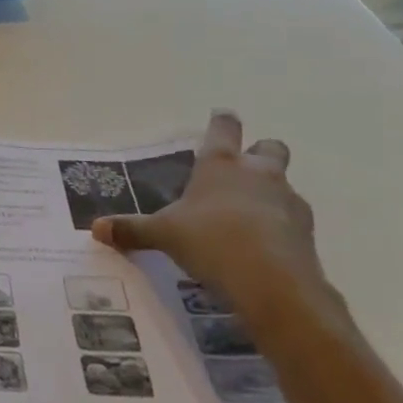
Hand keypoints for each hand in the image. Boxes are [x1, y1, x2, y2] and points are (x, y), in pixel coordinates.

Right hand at [91, 110, 342, 334]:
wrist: (274, 283)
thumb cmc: (211, 241)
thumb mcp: (163, 235)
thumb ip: (132, 229)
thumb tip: (95, 228)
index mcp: (220, 163)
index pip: (224, 126)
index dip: (221, 122)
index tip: (219, 119)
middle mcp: (258, 173)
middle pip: (269, 147)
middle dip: (260, 152)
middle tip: (241, 169)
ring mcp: (288, 200)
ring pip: (284, 183)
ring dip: (270, 192)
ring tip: (247, 217)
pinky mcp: (307, 231)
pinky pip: (293, 219)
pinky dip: (281, 226)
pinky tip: (264, 246)